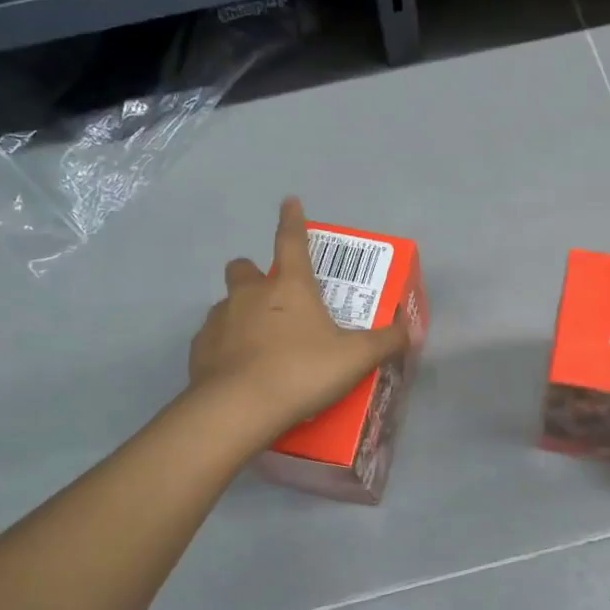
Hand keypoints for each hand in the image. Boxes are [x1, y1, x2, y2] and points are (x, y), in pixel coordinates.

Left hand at [189, 197, 411, 442]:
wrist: (239, 408)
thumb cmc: (302, 371)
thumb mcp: (355, 358)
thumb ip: (386, 342)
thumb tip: (410, 330)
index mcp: (289, 287)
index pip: (291, 240)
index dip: (293, 219)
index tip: (289, 201)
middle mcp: (250, 294)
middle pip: (243, 267)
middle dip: (254, 273)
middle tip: (270, 294)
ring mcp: (219, 320)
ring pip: (226, 304)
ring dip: (240, 313)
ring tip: (259, 341)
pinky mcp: (199, 349)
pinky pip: (213, 339)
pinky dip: (225, 347)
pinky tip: (239, 369)